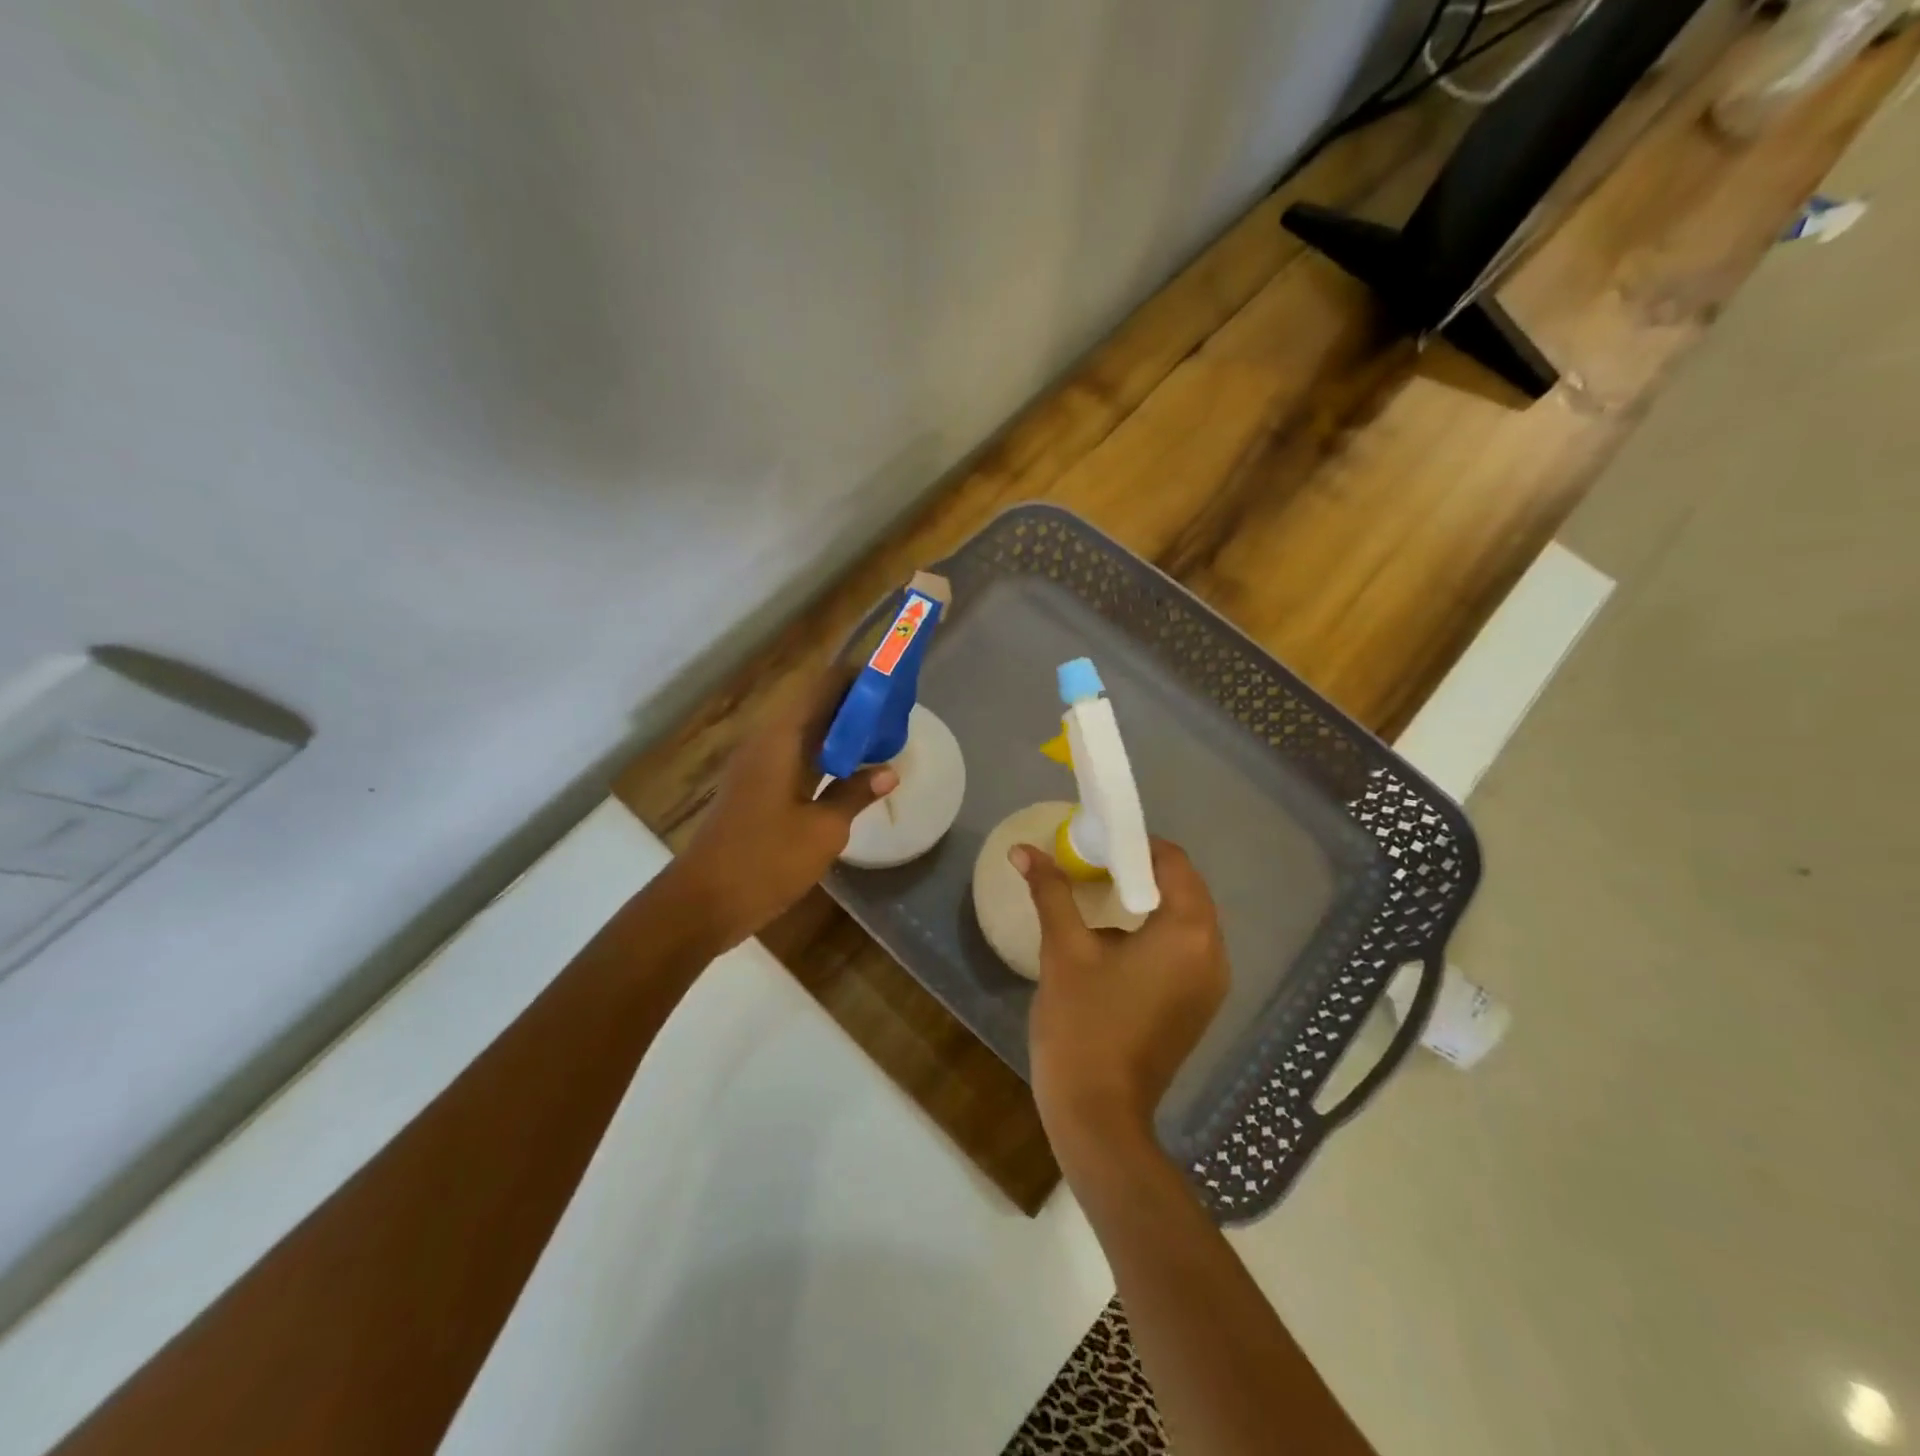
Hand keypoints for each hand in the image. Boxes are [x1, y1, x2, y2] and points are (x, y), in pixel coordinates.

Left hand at [673, 670, 897, 949]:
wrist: (703, 902)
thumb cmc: (765, 861)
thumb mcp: (823, 830)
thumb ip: (855, 794)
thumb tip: (888, 771)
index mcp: (781, 740)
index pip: (823, 687)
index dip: (856, 679)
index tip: (891, 680)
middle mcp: (767, 743)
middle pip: (814, 707)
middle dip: (854, 705)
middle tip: (895, 711)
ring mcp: (758, 767)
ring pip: (806, 733)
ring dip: (840, 732)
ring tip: (882, 734)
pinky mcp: (756, 789)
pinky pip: (796, 757)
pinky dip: (825, 756)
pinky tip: (850, 771)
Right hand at [1013, 838, 1228, 1170]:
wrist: (1099, 1114)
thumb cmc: (1083, 1025)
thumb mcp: (1064, 950)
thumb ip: (1050, 892)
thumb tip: (1023, 849)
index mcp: (1188, 932)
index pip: (1173, 862)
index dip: (1135, 845)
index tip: (1096, 843)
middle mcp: (1213, 953)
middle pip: (1184, 888)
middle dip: (1140, 870)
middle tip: (1093, 866)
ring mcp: (1211, 984)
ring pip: (1186, 919)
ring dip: (1148, 900)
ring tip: (1100, 896)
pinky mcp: (1200, 1006)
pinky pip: (1186, 948)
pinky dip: (1157, 931)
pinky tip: (1117, 939)